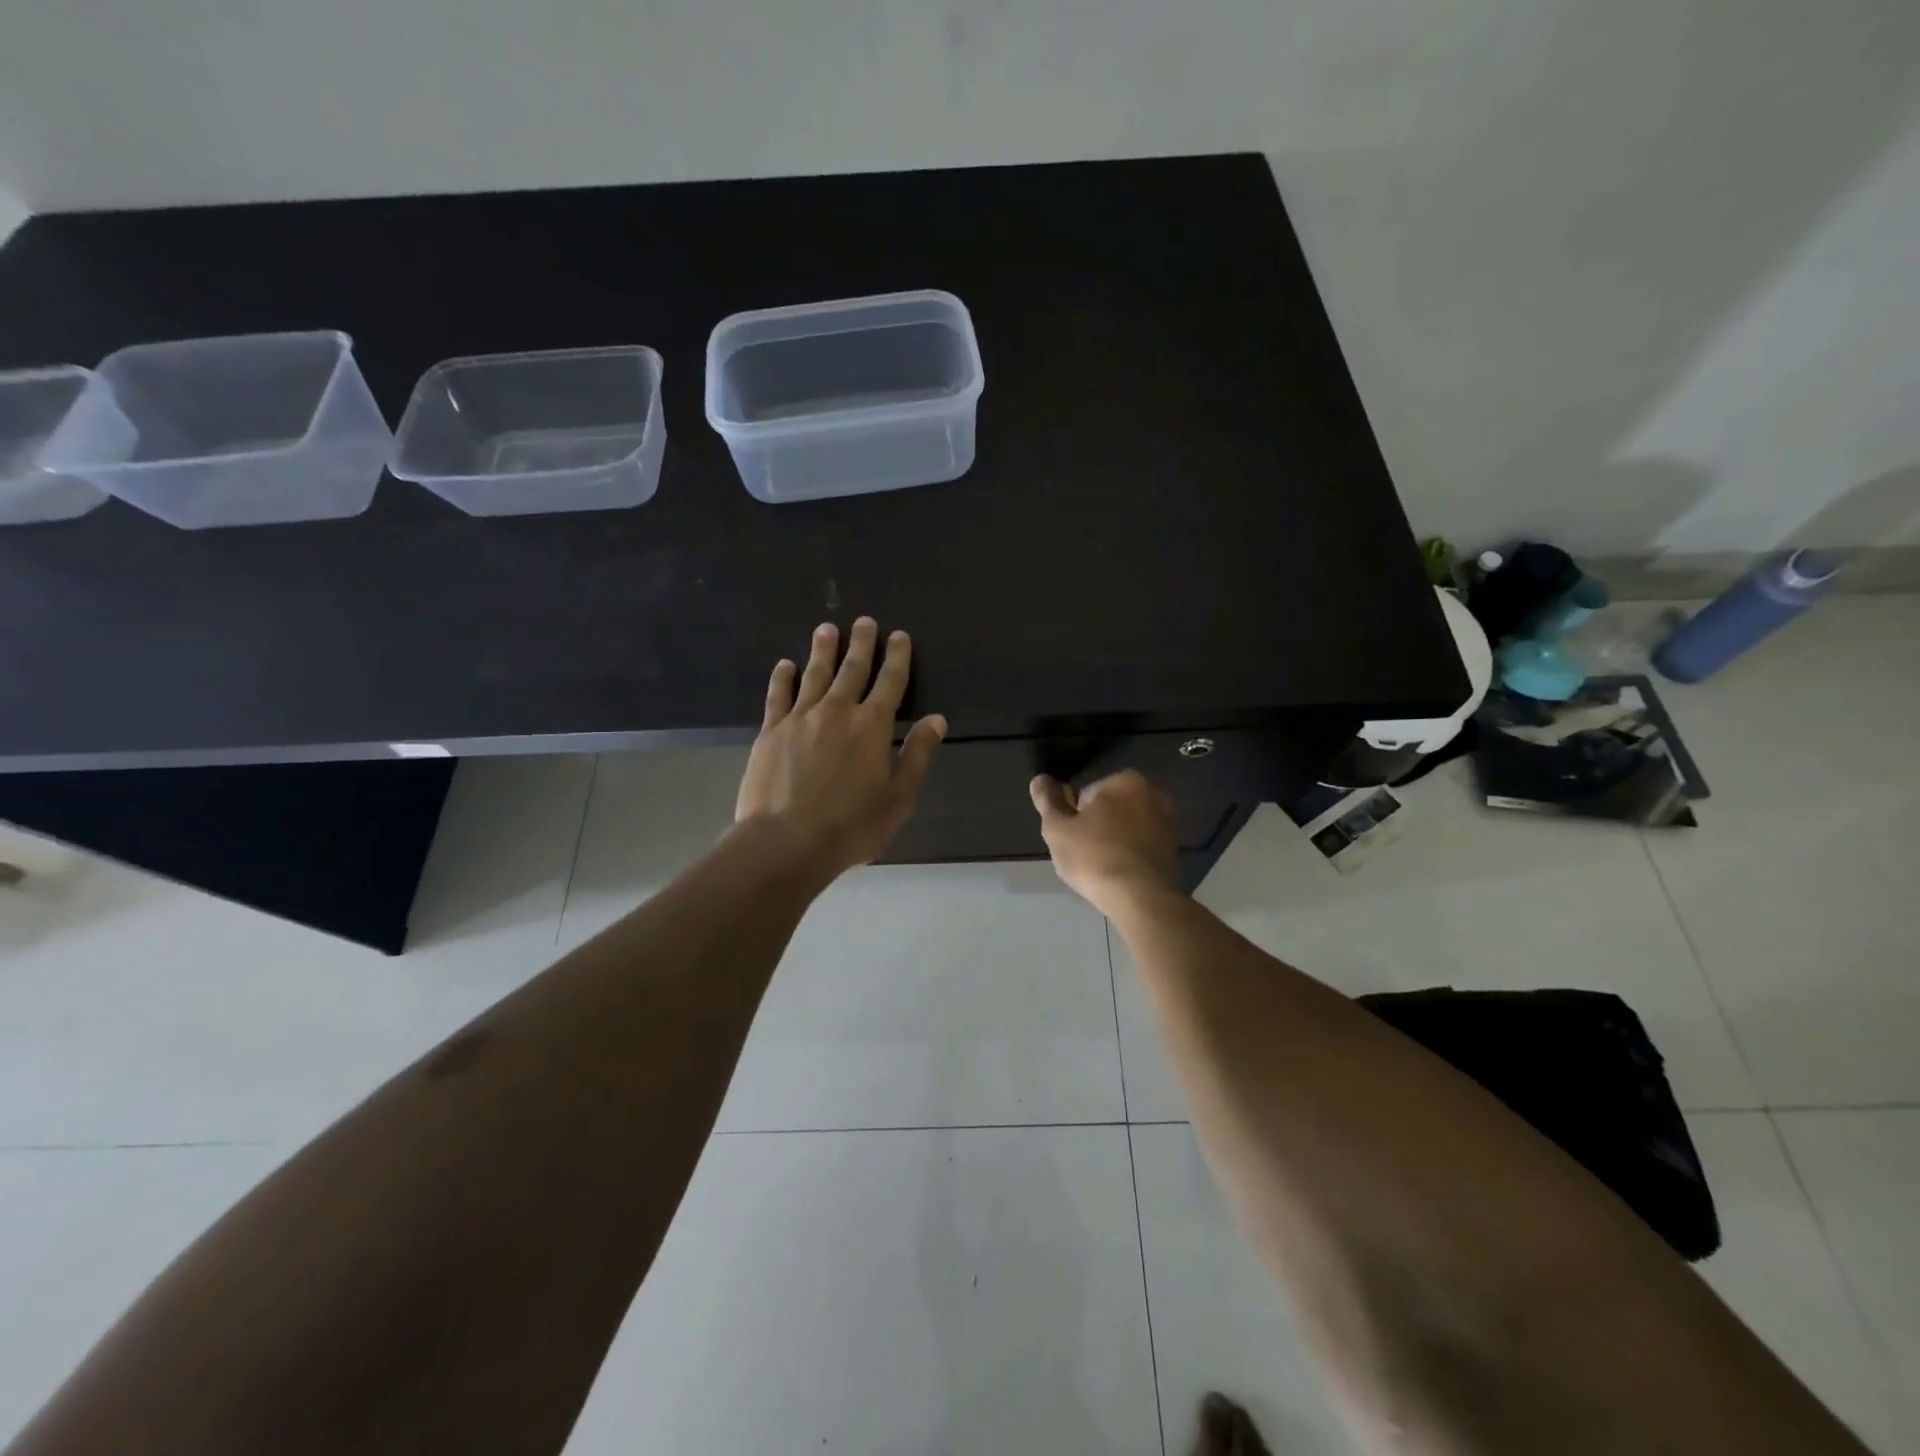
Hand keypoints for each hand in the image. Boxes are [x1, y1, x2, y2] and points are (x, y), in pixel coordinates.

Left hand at [736, 618, 946, 880]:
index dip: (897, 657)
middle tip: (864, 622)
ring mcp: (800, 718)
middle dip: (861, 644)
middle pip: (852, 669)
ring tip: (827, 628)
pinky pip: (779, 696)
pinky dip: (783, 678)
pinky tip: (785, 665)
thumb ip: (917, 755)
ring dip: (823, 650)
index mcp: (872, 726)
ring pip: (814, 674)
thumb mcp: (899, 798)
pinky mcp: (770, 731)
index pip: (890, 682)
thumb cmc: (851, 826)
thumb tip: (936, 720)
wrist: (786, 841)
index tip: (899, 636)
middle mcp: (837, 711)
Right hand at [1029, 770, 1183, 916]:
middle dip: (1096, 828)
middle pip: (1109, 810)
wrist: (1142, 899)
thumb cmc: (1095, 857)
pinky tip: (1120, 877)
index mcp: (1125, 780)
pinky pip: (1141, 848)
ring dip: (1113, 843)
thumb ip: (1047, 801)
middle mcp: (1153, 794)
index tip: (1072, 840)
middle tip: (1084, 856)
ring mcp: (1168, 823)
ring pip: (1126, 830)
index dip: (1074, 818)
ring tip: (1100, 870)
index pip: (1086, 794)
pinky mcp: (1174, 850)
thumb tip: (1039, 780)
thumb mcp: (1058, 829)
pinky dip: (1130, 858)